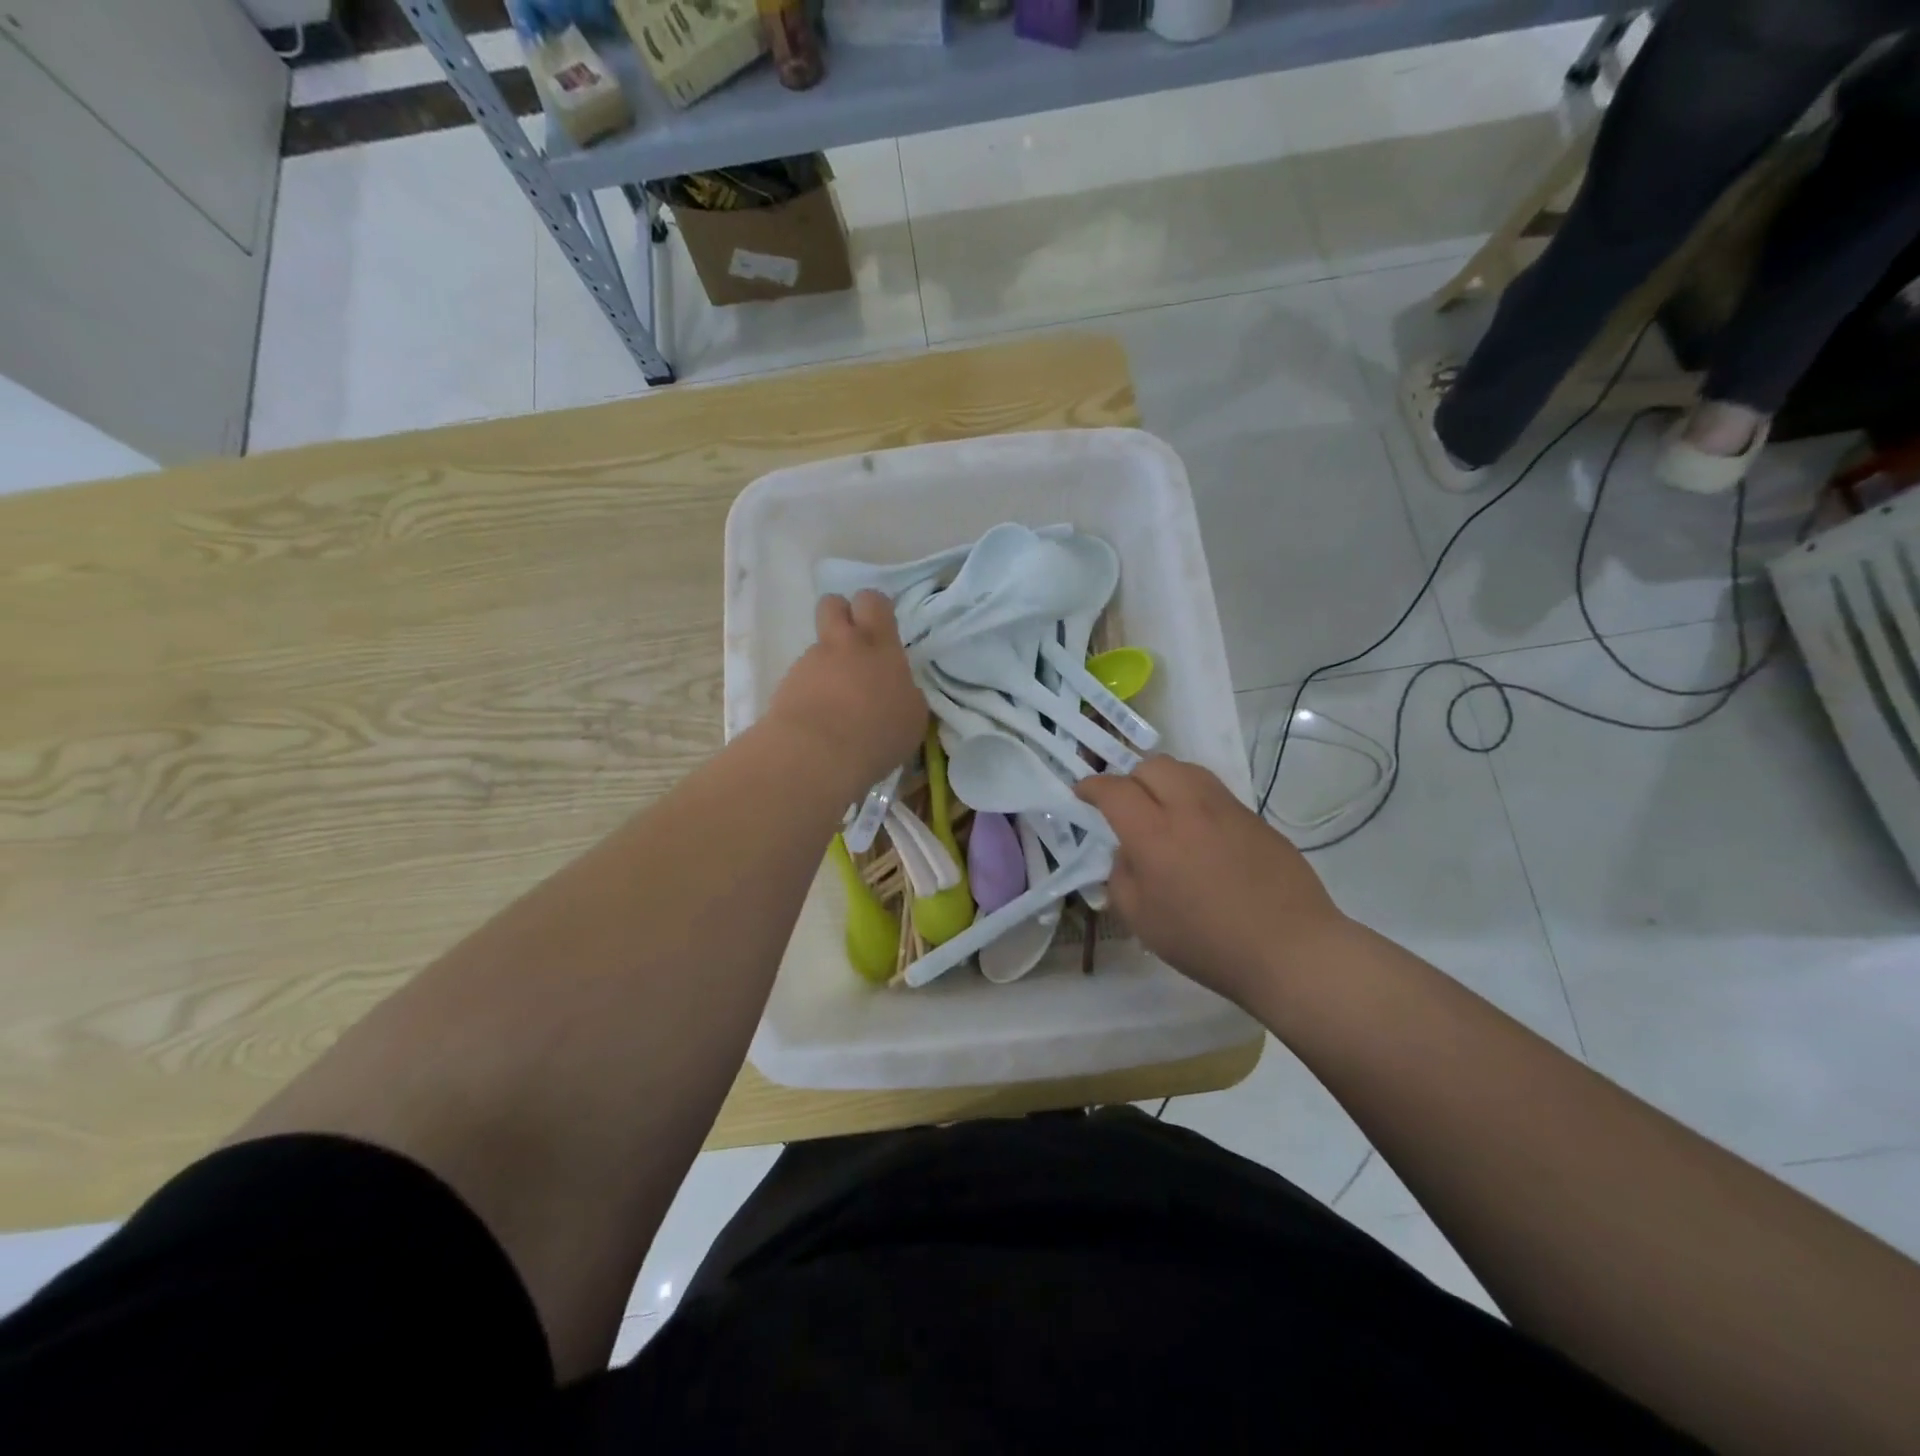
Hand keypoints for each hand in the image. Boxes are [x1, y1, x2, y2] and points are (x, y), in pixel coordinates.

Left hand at [767, 591, 926, 789]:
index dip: (875, 608)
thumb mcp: (912, 716)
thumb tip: (897, 689)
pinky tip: (818, 719)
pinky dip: (809, 691)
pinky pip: (800, 677)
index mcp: (879, 646)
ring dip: (826, 663)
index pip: (873, 602)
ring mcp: (809, 663)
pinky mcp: (785, 686)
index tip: (880, 627)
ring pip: (816, 647)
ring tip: (835, 699)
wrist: (817, 755)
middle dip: (841, 614)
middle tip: (852, 643)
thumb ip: (905, 692)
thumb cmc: (878, 735)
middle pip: (832, 604)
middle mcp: (842, 645)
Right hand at [1076, 757, 1350, 1005]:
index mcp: (1154, 834)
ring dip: (1165, 781)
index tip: (1082, 793)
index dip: (1092, 787)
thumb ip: (1122, 878)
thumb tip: (1127, 854)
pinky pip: (1215, 793)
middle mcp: (1189, 809)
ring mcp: (1227, 810)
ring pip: (1187, 770)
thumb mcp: (1142, 921)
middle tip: (1126, 805)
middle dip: (1130, 778)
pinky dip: (1195, 799)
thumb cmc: (1207, 943)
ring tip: (1163, 810)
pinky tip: (1200, 833)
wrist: (1290, 950)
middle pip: (1152, 765)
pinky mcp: (1256, 819)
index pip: (1114, 790)